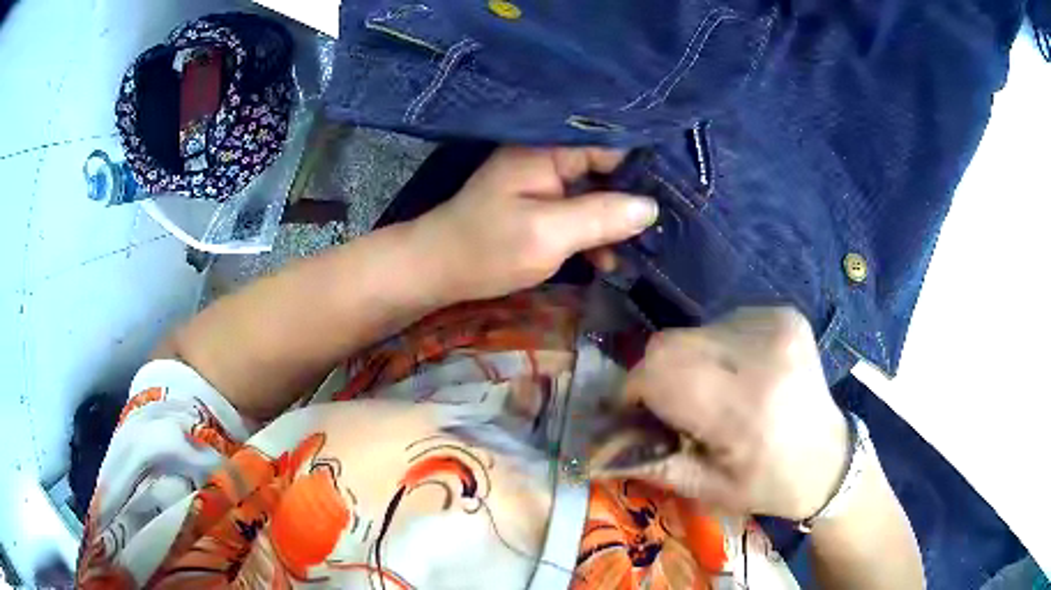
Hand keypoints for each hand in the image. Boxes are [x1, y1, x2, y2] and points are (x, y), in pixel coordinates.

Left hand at [411, 147, 657, 301]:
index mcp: (549, 148)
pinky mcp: (544, 206)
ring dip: (619, 224)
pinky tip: (611, 262)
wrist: (439, 271)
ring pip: (599, 195)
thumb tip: (652, 207)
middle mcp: (550, 156)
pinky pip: (582, 214)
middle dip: (636, 199)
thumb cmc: (486, 248)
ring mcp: (547, 182)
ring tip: (647, 251)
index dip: (645, 167)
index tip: (679, 193)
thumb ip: (600, 217)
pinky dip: (597, 236)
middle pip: (609, 169)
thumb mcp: (547, 234)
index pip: (612, 144)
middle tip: (671, 227)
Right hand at [623, 308, 849, 519]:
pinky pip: (722, 321)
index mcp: (745, 408)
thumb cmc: (768, 483)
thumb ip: (649, 462)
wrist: (830, 459)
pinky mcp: (784, 313)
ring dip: (689, 361)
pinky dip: (716, 347)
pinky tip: (740, 373)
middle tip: (675, 407)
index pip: (659, 371)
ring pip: (693, 331)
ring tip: (715, 392)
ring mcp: (776, 325)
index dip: (634, 391)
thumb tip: (595, 447)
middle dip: (658, 376)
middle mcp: (762, 354)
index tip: (636, 414)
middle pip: (670, 344)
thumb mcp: (706, 488)